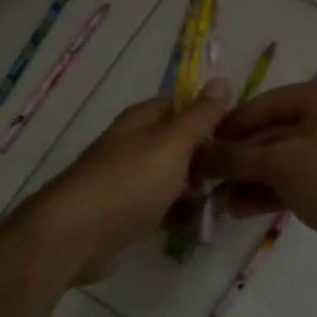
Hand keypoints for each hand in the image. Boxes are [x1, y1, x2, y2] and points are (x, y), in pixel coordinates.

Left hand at [17, 80, 232, 284]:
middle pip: (178, 144)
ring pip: (172, 178)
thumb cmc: (129, 181)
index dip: (209, 115)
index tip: (239, 133)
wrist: (77, 235)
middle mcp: (134, 145)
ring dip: (195, 190)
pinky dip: (178, 214)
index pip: (180, 105)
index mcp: (142, 120)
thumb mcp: (172, 142)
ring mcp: (129, 180)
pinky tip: (197, 225)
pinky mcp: (126, 214)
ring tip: (224, 203)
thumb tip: (222, 81)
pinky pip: (161, 208)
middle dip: (206, 158)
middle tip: (236, 174)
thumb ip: (199, 116)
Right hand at [201, 79, 316, 276]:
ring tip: (217, 201)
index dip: (229, 125)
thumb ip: (236, 158)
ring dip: (250, 179)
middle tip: (205, 178)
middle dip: (238, 159)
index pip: (265, 104)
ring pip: (283, 160)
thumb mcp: (281, 165)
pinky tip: (240, 209)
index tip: (198, 145)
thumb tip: (196, 154)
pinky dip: (271, 191)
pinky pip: (297, 179)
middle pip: (272, 133)